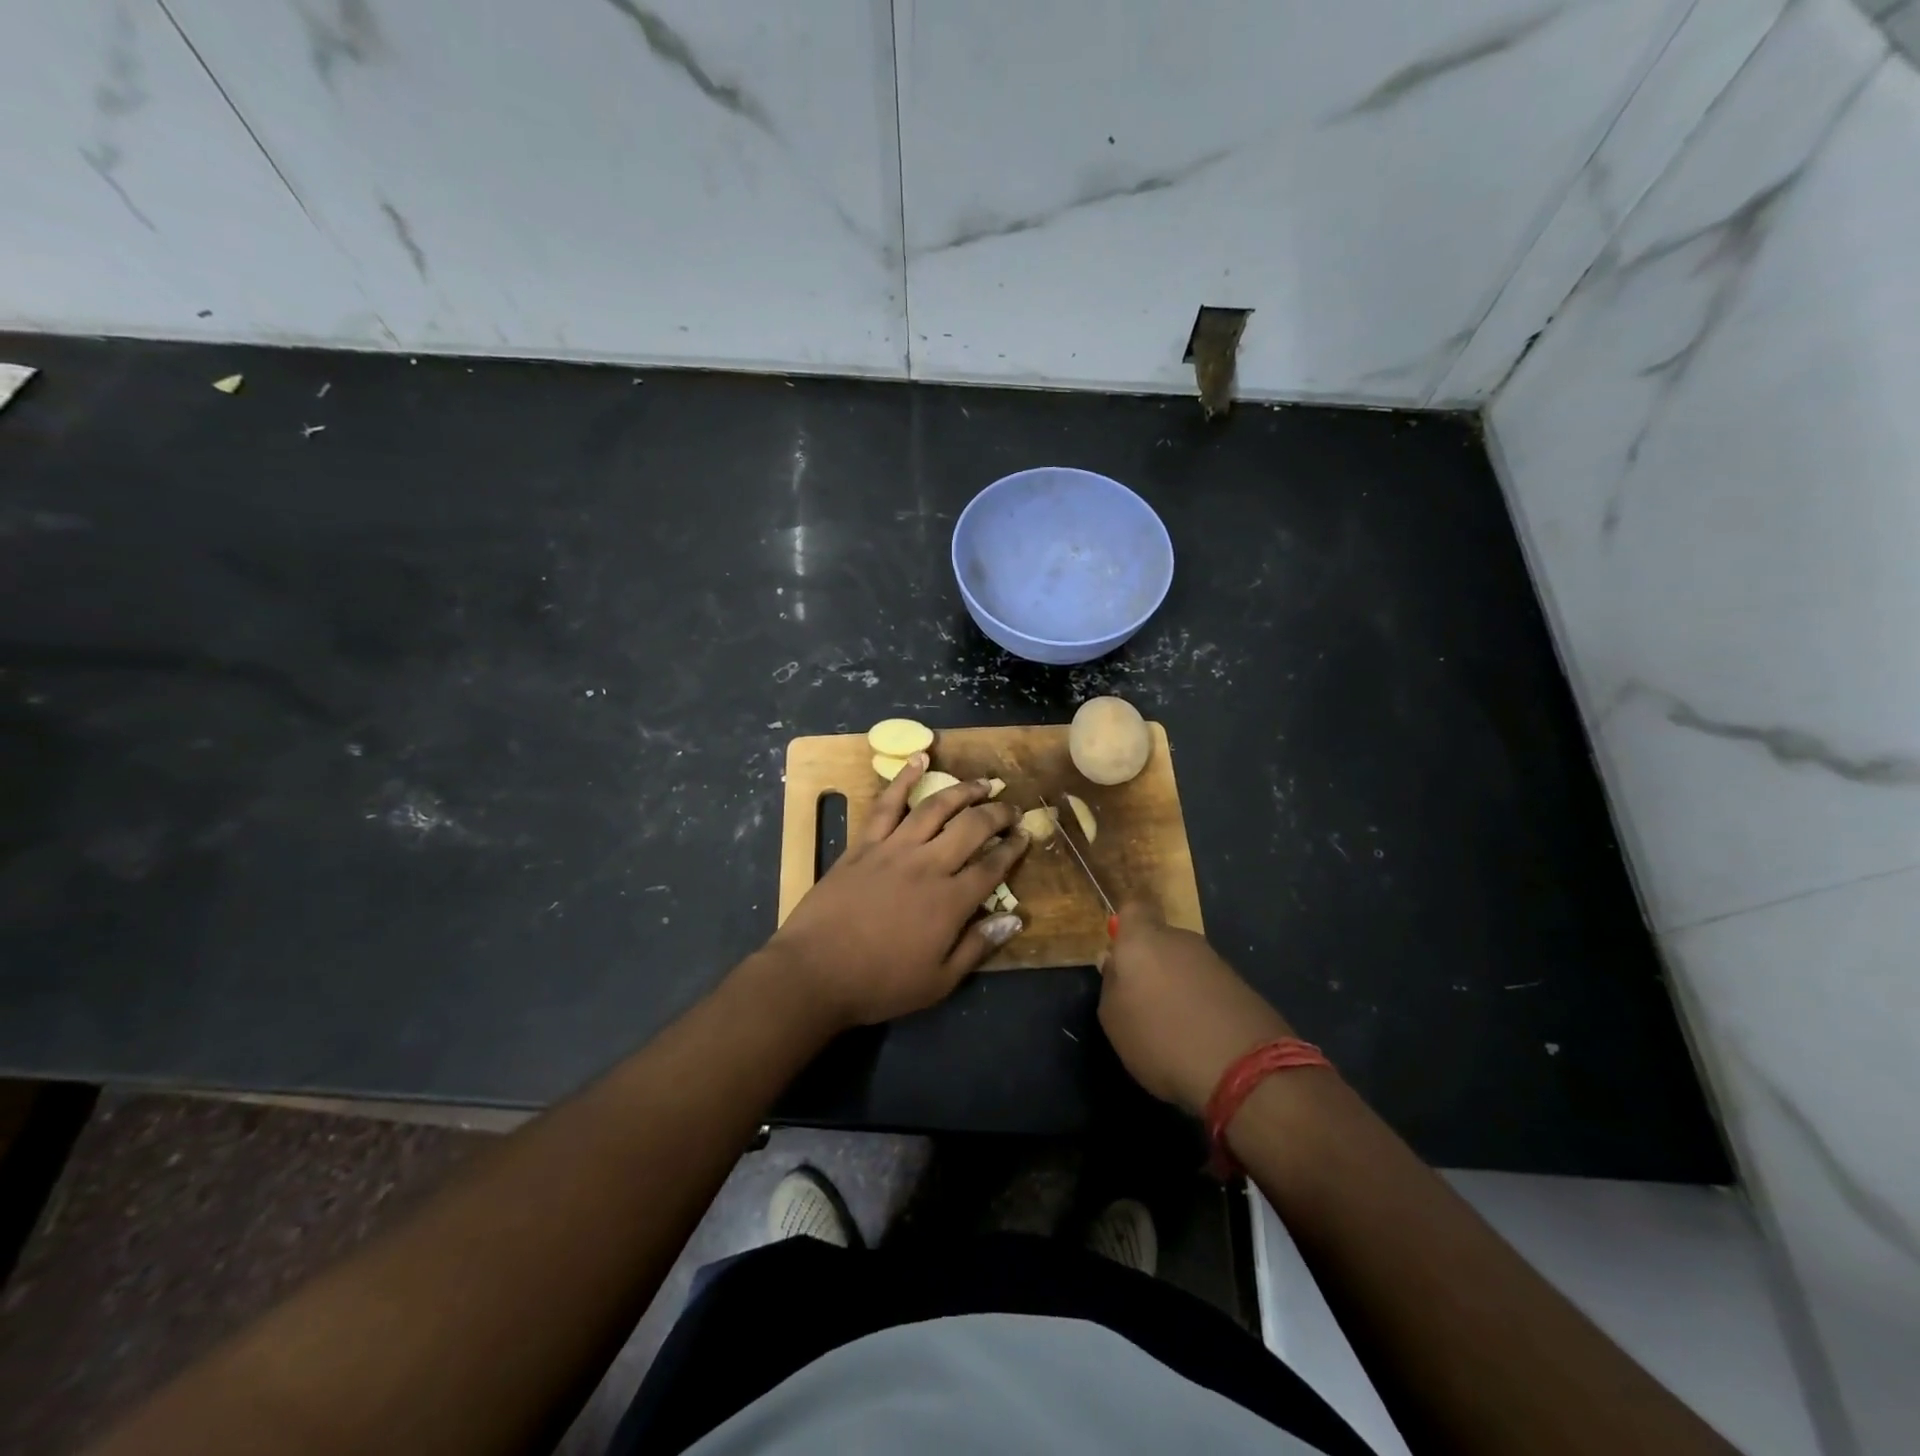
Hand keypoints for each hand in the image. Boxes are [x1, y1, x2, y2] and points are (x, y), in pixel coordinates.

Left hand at [766, 754, 1030, 1029]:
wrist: (814, 972)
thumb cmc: (879, 984)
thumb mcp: (938, 981)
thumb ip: (978, 947)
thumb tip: (1014, 918)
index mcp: (950, 901)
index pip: (992, 866)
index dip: (1013, 849)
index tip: (1025, 835)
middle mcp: (928, 865)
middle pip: (972, 828)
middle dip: (998, 814)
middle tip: (1012, 808)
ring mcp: (894, 849)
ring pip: (936, 808)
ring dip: (964, 791)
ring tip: (983, 783)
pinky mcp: (864, 844)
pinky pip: (887, 804)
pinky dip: (904, 778)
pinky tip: (920, 759)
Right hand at [1097, 902, 1294, 1115]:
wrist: (1244, 1070)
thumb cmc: (1161, 1038)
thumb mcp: (1113, 1018)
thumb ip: (1110, 983)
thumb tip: (1114, 962)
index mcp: (1143, 939)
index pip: (1133, 909)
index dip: (1127, 927)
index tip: (1120, 955)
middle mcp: (1181, 939)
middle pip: (1160, 940)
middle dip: (1152, 963)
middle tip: (1143, 1001)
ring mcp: (1215, 961)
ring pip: (1186, 964)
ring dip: (1178, 985)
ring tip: (1174, 1027)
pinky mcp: (1242, 985)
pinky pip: (1209, 986)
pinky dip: (1203, 1003)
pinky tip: (1202, 1036)